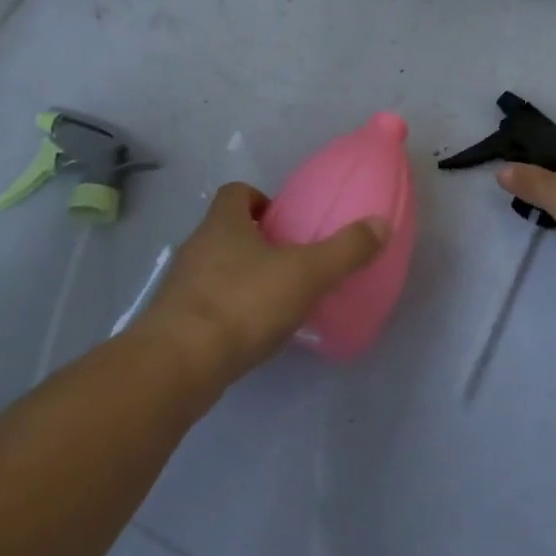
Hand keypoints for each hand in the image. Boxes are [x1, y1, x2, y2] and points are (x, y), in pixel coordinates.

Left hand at [136, 183, 388, 385]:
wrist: (179, 364)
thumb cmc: (243, 303)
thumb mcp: (306, 274)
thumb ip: (345, 250)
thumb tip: (381, 222)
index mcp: (223, 223)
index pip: (236, 192)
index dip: (259, 200)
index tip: (284, 222)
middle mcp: (197, 246)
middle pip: (225, 230)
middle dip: (254, 241)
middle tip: (288, 263)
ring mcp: (181, 285)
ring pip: (214, 268)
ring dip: (240, 277)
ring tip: (273, 301)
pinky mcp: (174, 322)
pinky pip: (205, 304)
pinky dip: (227, 311)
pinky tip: (249, 334)